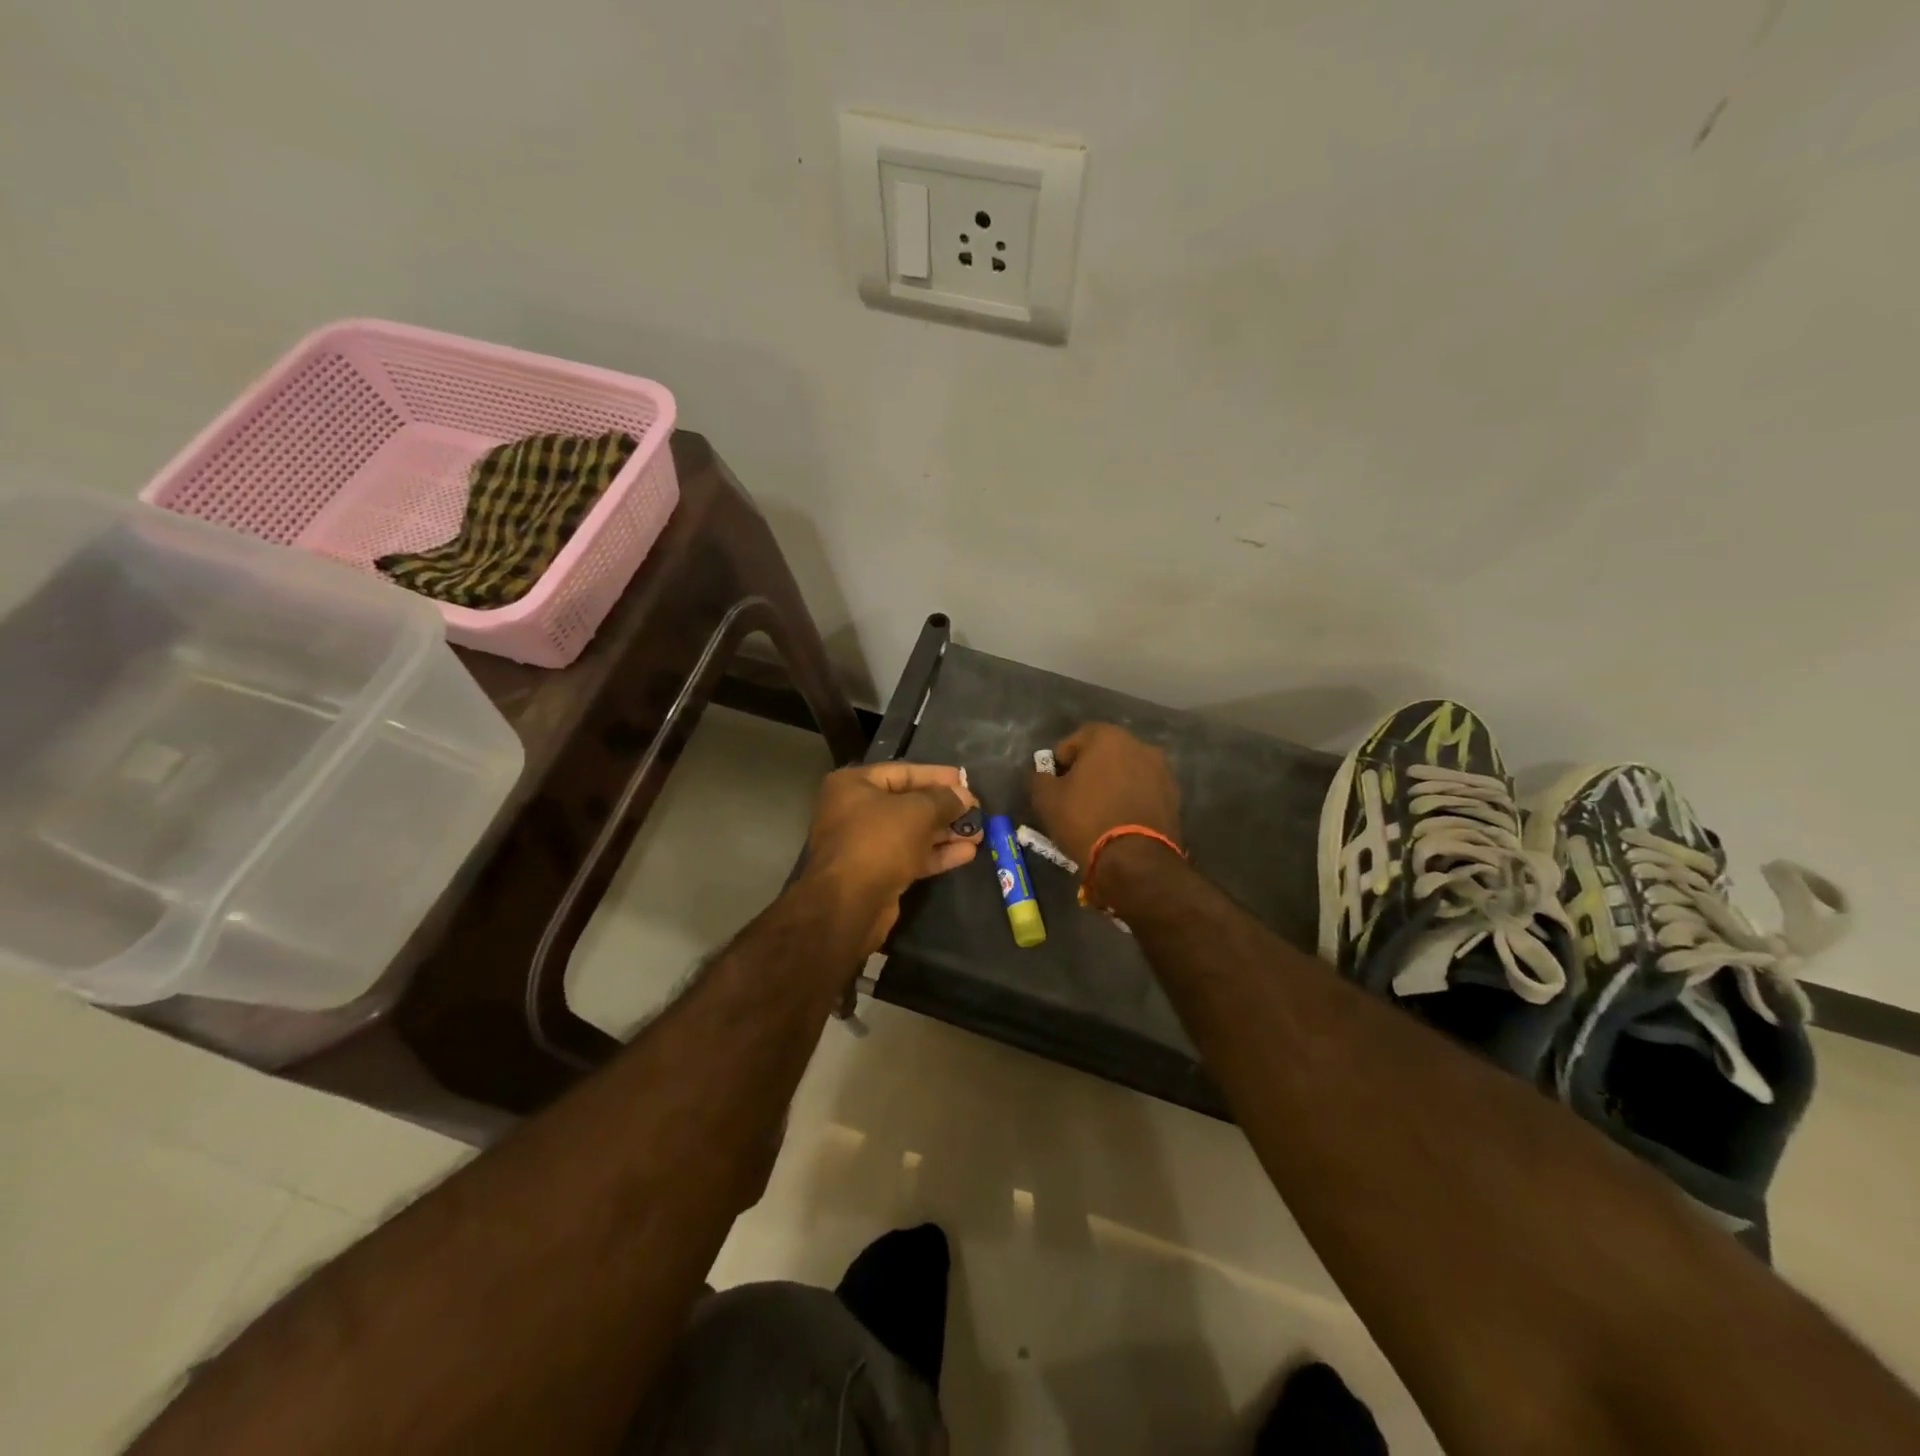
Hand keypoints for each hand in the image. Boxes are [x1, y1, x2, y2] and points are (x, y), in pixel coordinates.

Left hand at [804, 762, 980, 953]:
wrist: (849, 904)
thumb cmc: (879, 841)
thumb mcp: (918, 811)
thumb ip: (944, 799)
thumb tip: (965, 796)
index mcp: (853, 785)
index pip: (903, 772)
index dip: (937, 776)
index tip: (965, 780)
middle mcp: (855, 811)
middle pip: (908, 803)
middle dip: (945, 808)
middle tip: (977, 810)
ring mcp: (865, 844)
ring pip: (912, 832)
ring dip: (946, 832)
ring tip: (979, 833)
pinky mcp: (877, 873)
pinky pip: (911, 856)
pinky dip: (936, 854)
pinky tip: (967, 853)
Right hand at [1029, 724, 1181, 877]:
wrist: (1135, 861)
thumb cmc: (1085, 820)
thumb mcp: (1047, 800)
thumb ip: (1039, 778)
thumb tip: (1043, 773)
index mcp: (1107, 737)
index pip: (1075, 740)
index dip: (1061, 762)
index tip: (1056, 785)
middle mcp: (1139, 745)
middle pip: (1105, 753)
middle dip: (1090, 770)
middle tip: (1076, 798)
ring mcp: (1162, 771)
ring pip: (1127, 772)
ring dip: (1113, 784)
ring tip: (1101, 812)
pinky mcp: (1174, 797)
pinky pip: (1144, 791)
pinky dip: (1132, 799)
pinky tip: (1121, 821)